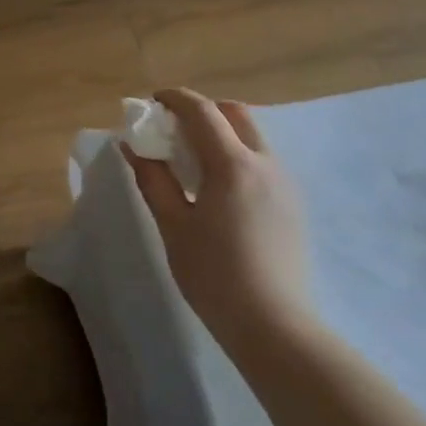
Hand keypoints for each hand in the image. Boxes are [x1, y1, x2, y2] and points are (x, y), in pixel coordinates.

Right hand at [122, 88, 315, 349]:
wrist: (274, 326)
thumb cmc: (214, 275)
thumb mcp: (173, 226)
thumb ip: (153, 179)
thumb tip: (132, 146)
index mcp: (233, 165)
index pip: (203, 111)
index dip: (175, 98)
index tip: (152, 101)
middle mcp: (265, 163)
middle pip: (235, 114)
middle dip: (203, 110)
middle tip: (173, 129)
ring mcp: (285, 183)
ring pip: (252, 136)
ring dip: (221, 132)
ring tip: (193, 160)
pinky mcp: (292, 204)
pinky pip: (262, 160)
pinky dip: (237, 154)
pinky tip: (218, 188)